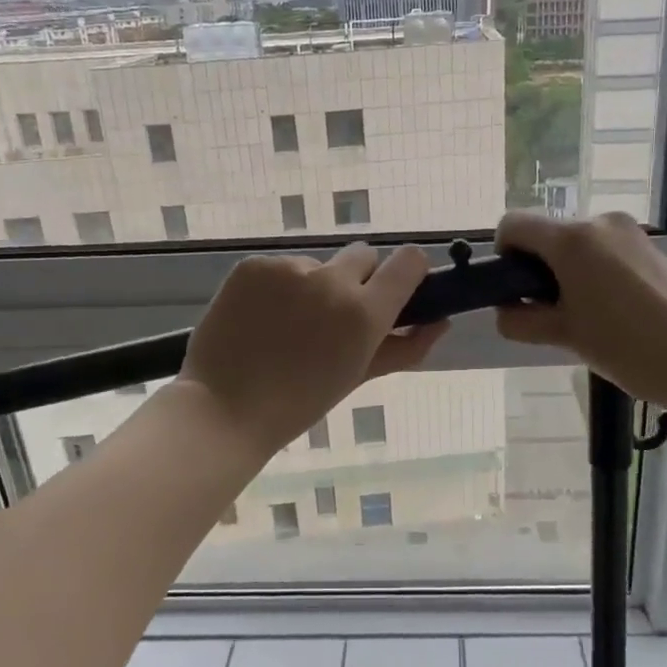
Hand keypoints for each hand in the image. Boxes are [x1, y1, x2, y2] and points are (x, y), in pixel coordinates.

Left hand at [180, 242, 446, 455]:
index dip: (407, 273)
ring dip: (313, 286)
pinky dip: (277, 287)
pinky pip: (280, 268)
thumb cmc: (299, 404)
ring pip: (318, 265)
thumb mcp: (358, 376)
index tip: (395, 291)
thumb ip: (405, 348)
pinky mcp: (254, 266)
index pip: (409, 261)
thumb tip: (441, 323)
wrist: (224, 409)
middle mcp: (332, 280)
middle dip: (358, 280)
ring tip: (286, 326)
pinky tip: (260, 319)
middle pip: (363, 256)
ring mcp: (289, 269)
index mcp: (365, 312)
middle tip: (333, 318)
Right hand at [494, 212, 666, 414]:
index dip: (503, 255)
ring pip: (577, 245)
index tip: (517, 291)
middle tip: (552, 315)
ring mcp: (630, 232)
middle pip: (547, 235)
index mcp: (571, 239)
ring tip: (587, 318)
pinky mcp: (651, 247)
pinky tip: (614, 312)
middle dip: (538, 270)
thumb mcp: (565, 337)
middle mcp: (599, 223)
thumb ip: (523, 321)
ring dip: (567, 274)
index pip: (513, 224)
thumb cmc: (628, 348)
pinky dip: (595, 274)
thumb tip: (505, 312)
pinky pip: (606, 252)